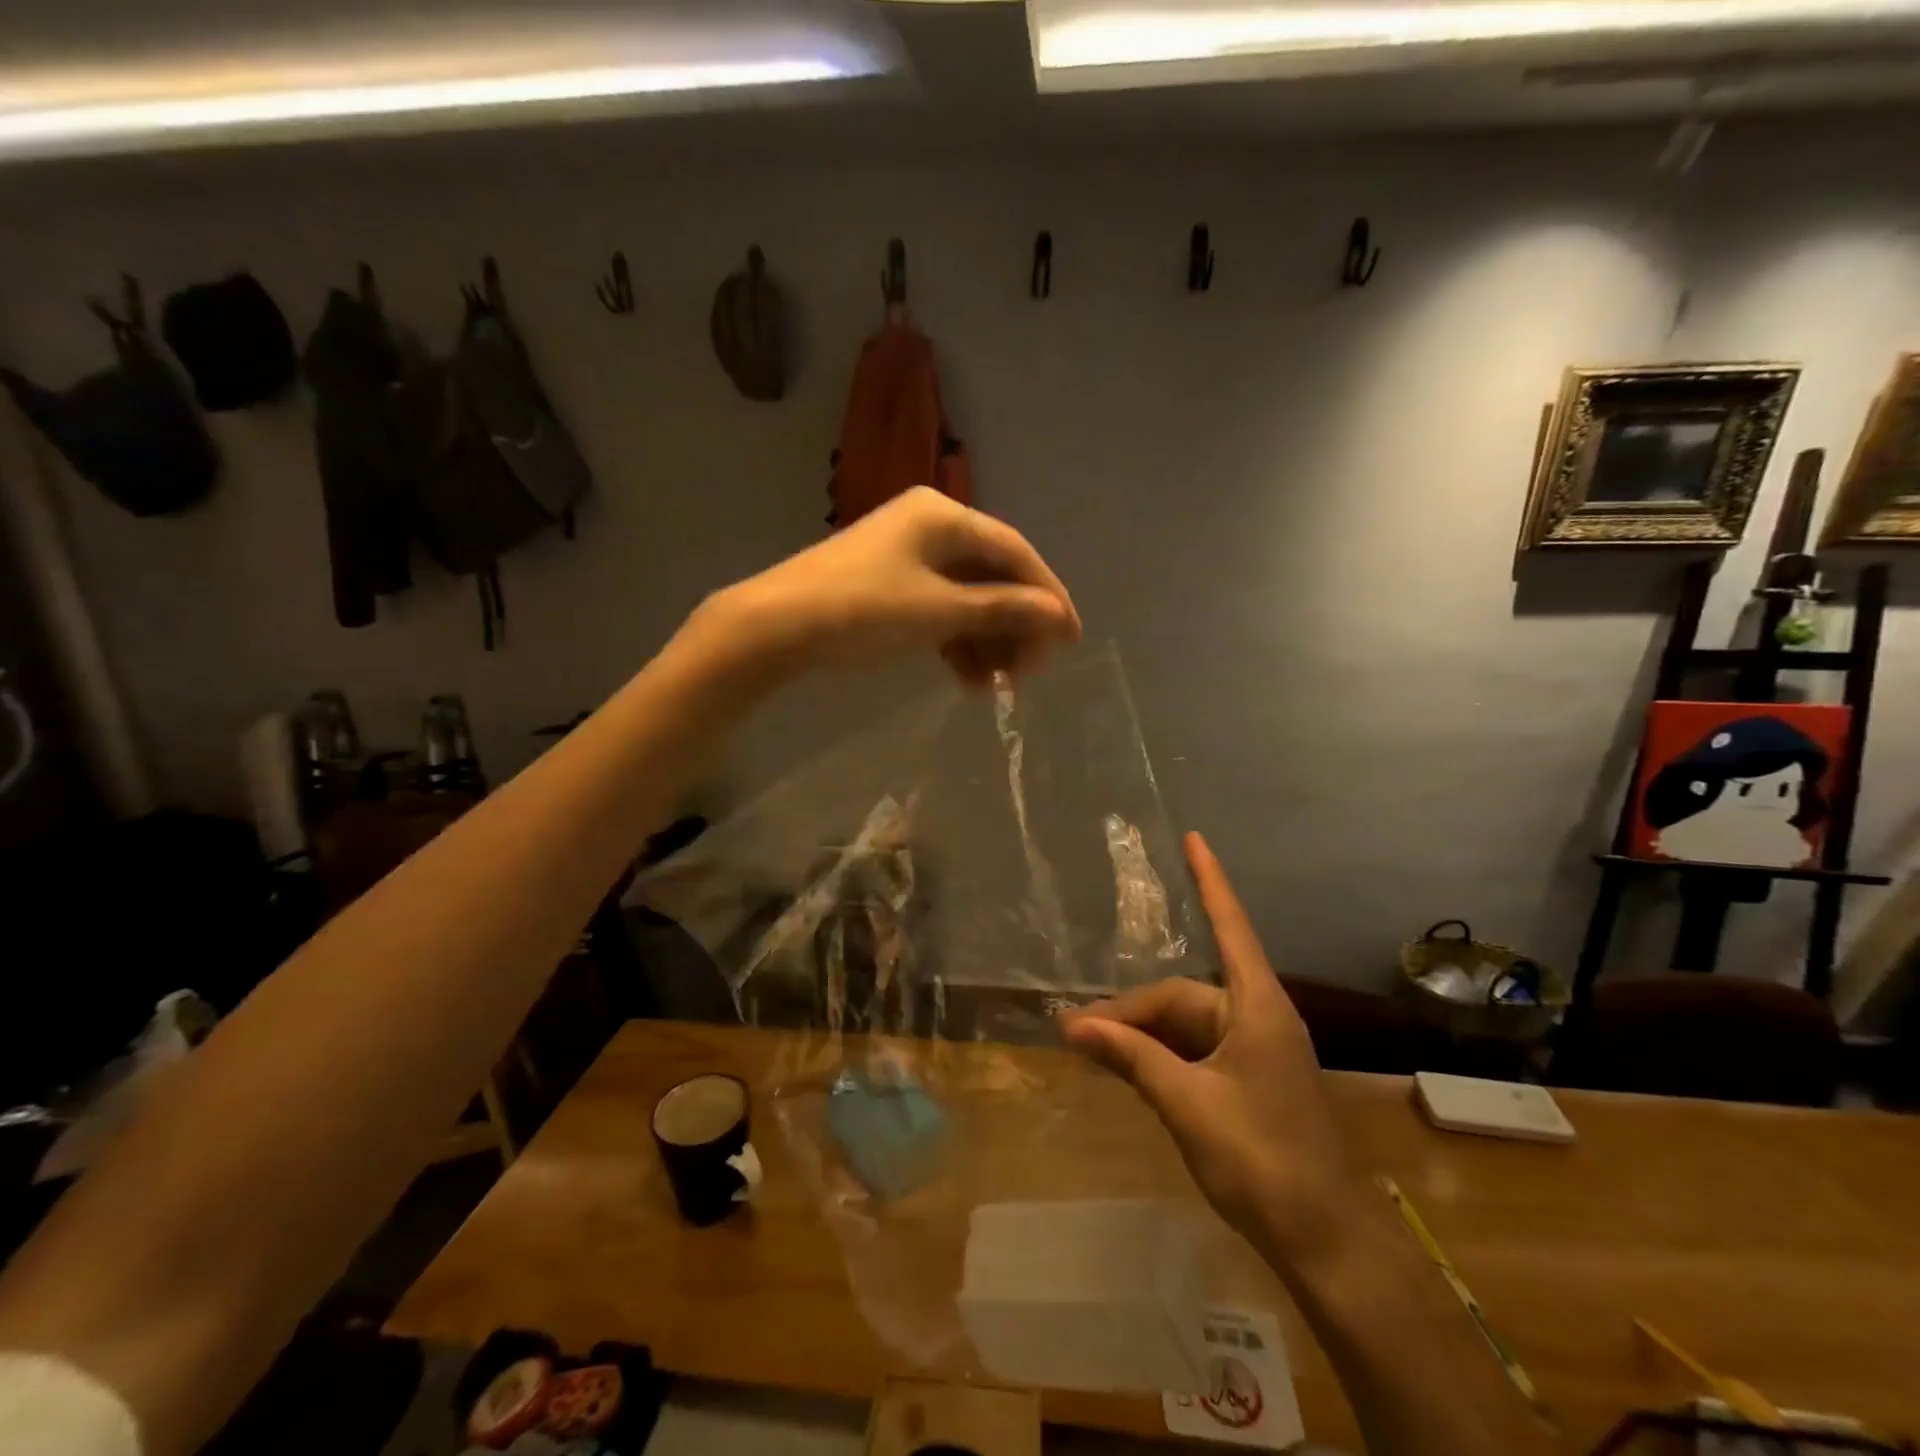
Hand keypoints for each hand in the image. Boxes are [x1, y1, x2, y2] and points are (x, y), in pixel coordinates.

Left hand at [704, 487, 1080, 686]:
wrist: (777, 627)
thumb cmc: (865, 610)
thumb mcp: (941, 612)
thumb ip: (1003, 610)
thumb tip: (1059, 615)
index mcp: (944, 516)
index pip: (1014, 552)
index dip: (1047, 596)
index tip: (1070, 639)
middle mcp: (929, 525)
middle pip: (991, 576)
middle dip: (1013, 626)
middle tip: (1027, 673)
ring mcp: (906, 555)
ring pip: (965, 597)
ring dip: (985, 640)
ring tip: (996, 686)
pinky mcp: (888, 584)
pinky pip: (938, 609)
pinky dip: (955, 641)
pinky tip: (965, 679)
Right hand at [1061, 833, 1358, 1269]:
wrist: (1324, 1240)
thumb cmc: (1262, 1161)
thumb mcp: (1186, 1104)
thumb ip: (1131, 1058)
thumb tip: (1072, 1026)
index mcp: (1256, 1008)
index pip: (1229, 927)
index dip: (1210, 881)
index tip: (1195, 839)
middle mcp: (1256, 1017)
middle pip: (1183, 995)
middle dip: (1130, 1010)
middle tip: (1076, 1032)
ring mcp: (1254, 1049)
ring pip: (1183, 1025)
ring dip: (1140, 1035)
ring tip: (1092, 1050)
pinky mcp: (1248, 1078)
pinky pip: (1192, 1051)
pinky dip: (1158, 1056)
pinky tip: (1126, 1069)